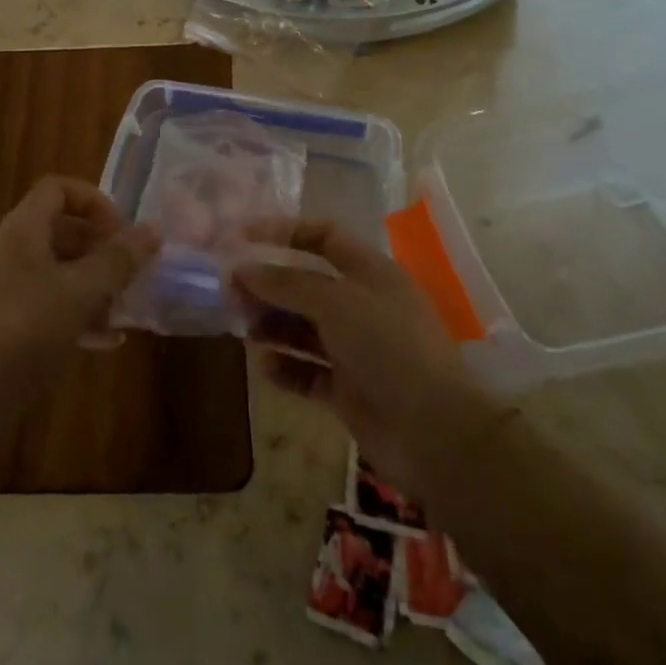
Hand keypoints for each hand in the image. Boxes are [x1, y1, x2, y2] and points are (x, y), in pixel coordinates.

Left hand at [0, 176, 158, 419]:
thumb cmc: (22, 330)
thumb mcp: (80, 292)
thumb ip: (119, 260)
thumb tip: (153, 229)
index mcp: (22, 229)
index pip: (59, 189)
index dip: (95, 202)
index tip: (122, 233)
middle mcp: (11, 251)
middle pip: (62, 230)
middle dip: (101, 248)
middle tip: (132, 272)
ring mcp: (6, 290)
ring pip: (59, 272)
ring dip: (95, 285)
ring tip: (126, 308)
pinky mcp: (6, 326)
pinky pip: (50, 307)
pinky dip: (79, 316)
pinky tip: (107, 342)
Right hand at [234, 220, 490, 500]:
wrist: (436, 432)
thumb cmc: (387, 346)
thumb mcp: (335, 301)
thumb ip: (286, 283)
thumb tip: (242, 269)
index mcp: (370, 272)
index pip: (324, 236)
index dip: (284, 231)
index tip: (242, 236)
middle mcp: (363, 305)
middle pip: (307, 284)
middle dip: (269, 285)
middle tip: (229, 291)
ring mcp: (357, 349)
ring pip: (304, 328)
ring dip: (272, 324)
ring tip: (241, 328)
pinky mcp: (349, 389)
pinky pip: (308, 370)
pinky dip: (286, 367)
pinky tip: (264, 366)